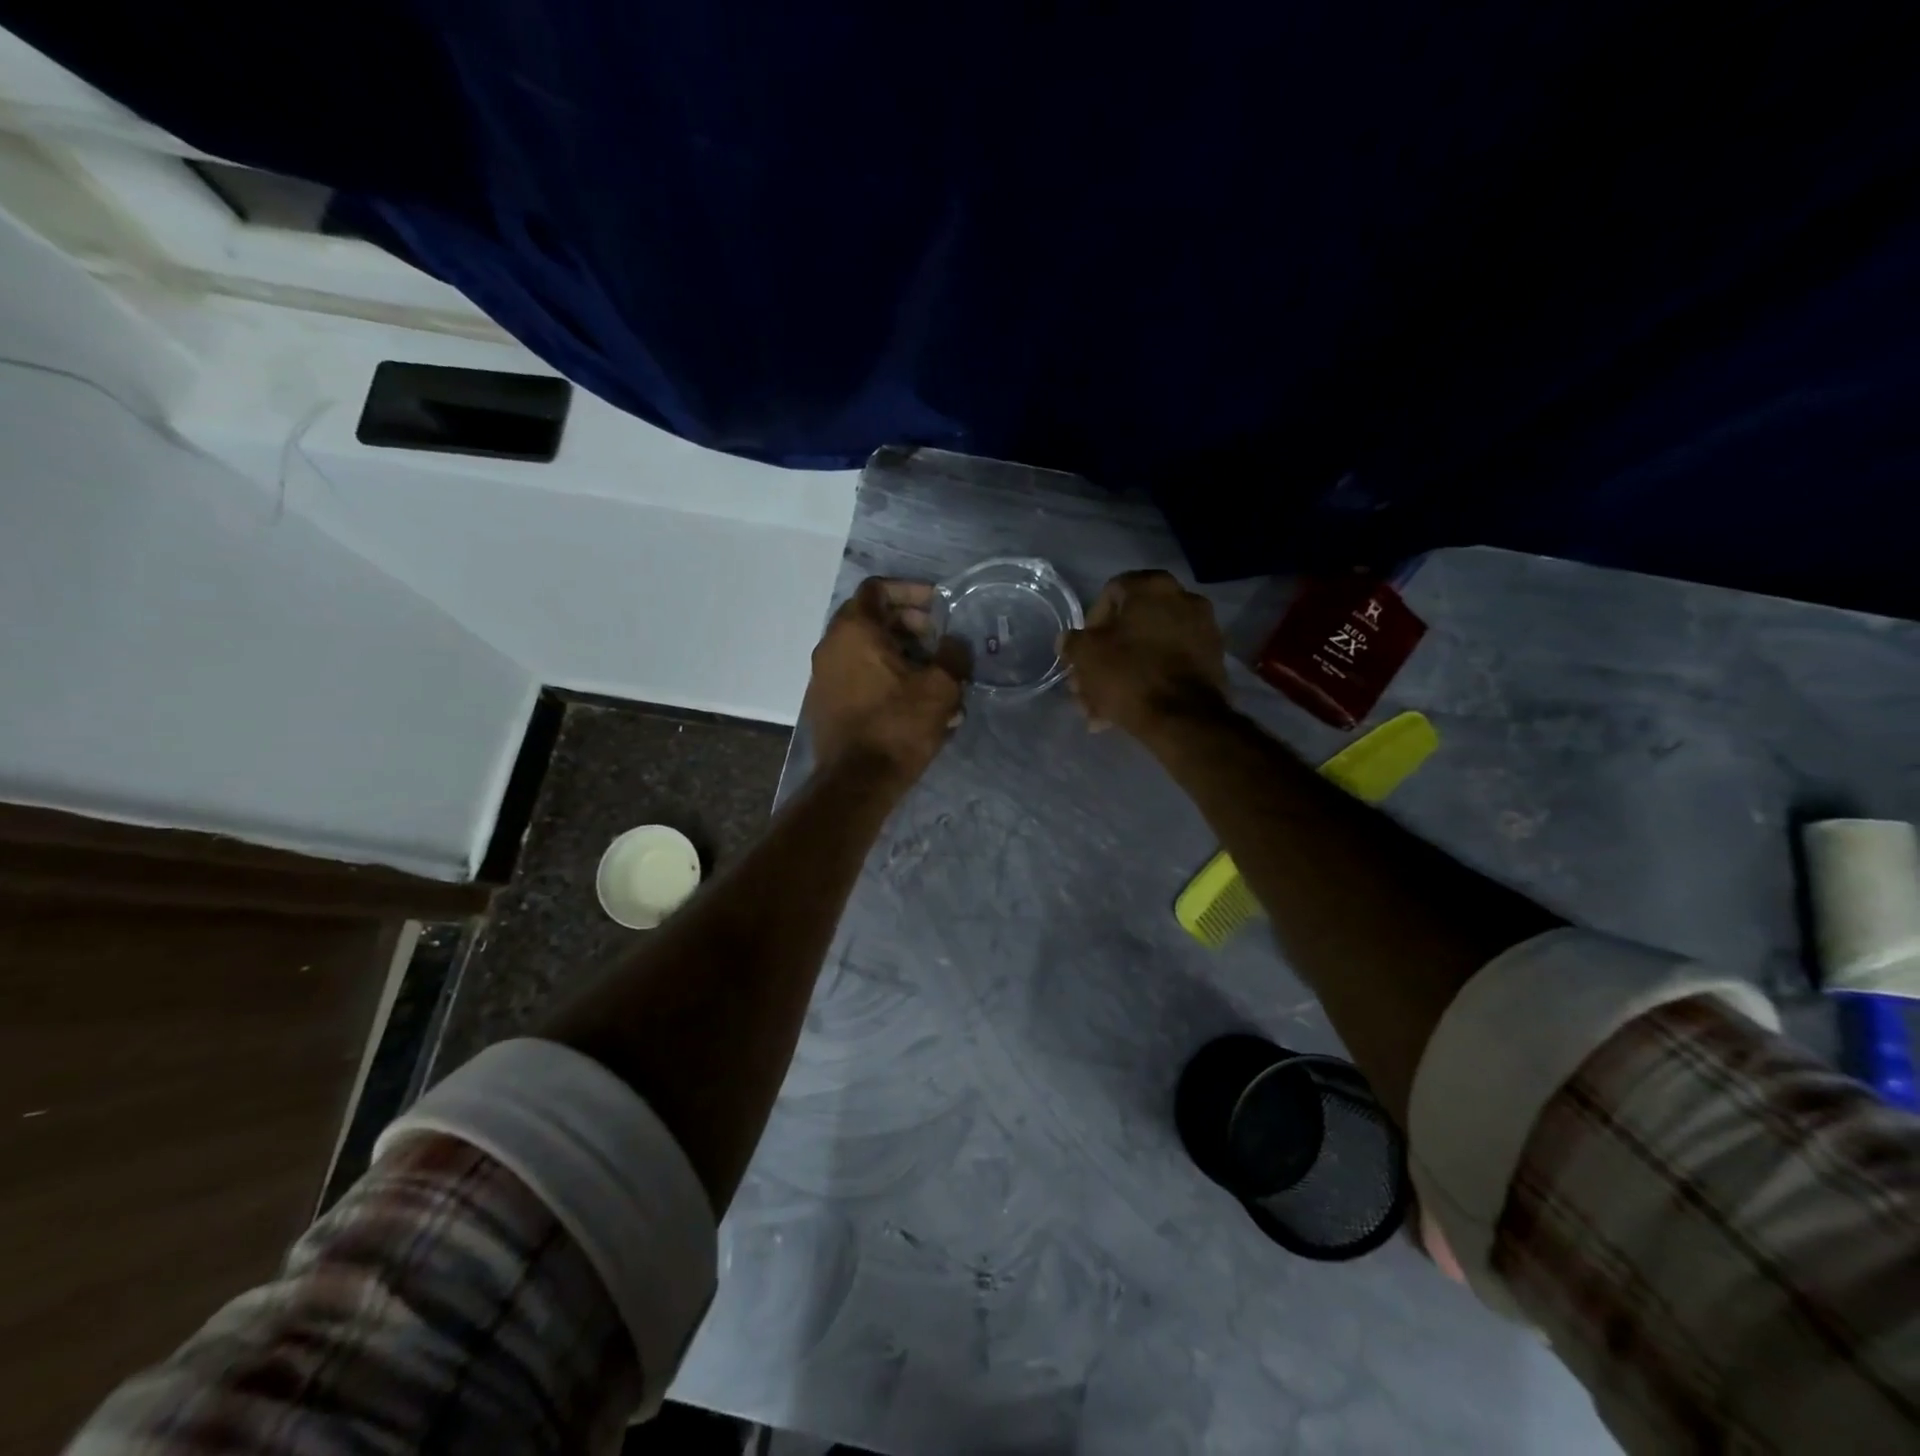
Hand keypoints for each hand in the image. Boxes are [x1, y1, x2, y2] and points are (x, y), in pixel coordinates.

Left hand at [804, 578, 965, 780]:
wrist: (857, 782)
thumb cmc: (898, 726)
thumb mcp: (940, 688)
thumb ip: (953, 655)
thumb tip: (954, 644)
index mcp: (854, 630)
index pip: (878, 589)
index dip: (911, 591)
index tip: (938, 607)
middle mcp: (831, 646)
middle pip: (872, 618)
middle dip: (910, 625)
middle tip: (939, 643)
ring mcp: (824, 676)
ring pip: (866, 650)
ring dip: (901, 654)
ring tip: (933, 676)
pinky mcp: (826, 703)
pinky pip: (858, 675)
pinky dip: (885, 676)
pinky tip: (913, 702)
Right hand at [1059, 570, 1228, 735]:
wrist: (1183, 718)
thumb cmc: (1129, 674)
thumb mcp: (1086, 655)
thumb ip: (1072, 642)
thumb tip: (1068, 640)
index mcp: (1152, 587)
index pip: (1110, 593)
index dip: (1090, 623)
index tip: (1082, 651)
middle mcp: (1183, 599)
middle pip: (1131, 626)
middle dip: (1105, 656)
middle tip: (1087, 684)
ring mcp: (1202, 631)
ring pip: (1149, 650)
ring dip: (1122, 674)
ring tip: (1101, 708)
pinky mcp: (1211, 662)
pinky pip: (1169, 666)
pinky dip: (1148, 682)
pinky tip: (1126, 710)